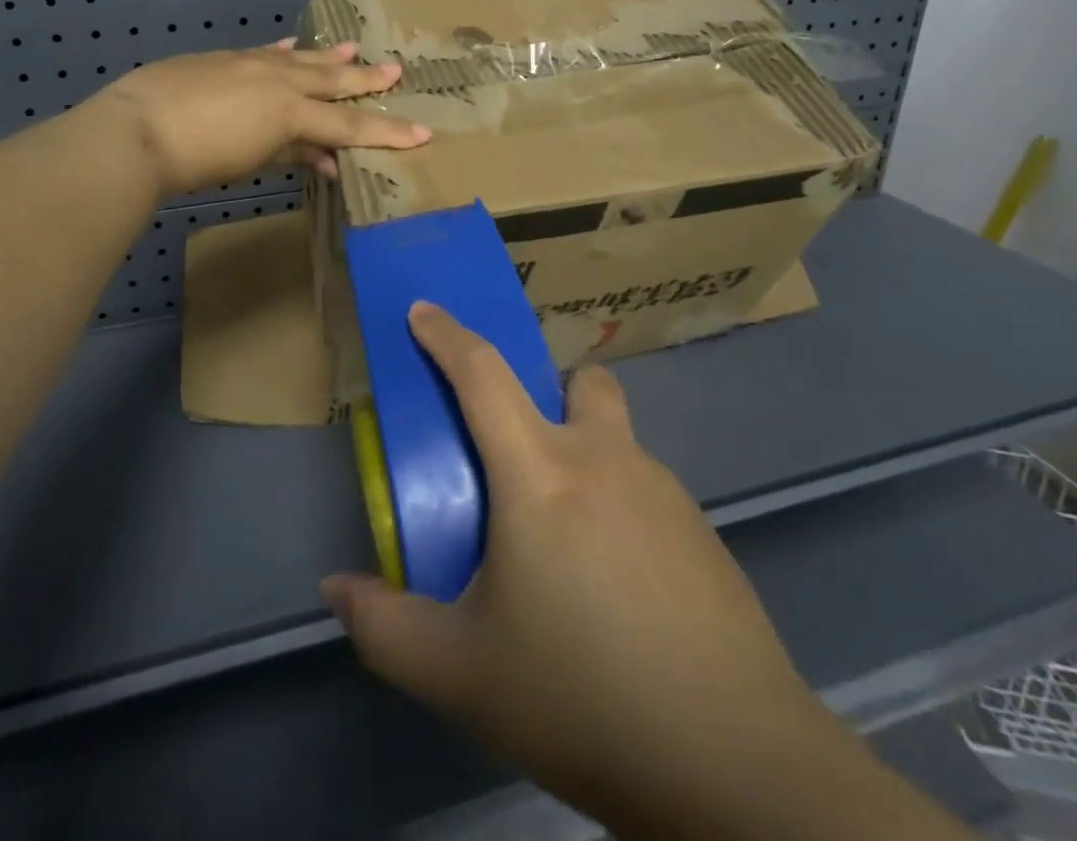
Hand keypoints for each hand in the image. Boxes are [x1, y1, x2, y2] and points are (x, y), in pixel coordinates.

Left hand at [100, 41, 430, 196]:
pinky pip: (266, 52)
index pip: (350, 123)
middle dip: (366, 80)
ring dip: (329, 57)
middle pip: (332, 80)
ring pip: (302, 59)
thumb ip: (294, 154)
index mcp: (291, 111)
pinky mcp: (224, 59)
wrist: (137, 129)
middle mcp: (279, 80)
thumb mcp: (254, 162)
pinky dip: (285, 50)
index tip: (422, 133)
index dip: (388, 130)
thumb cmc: (198, 159)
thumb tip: (328, 160)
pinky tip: (294, 44)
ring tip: (355, 49)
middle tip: (397, 71)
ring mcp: (251, 63)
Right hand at [321, 305, 936, 840]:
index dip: (446, 334)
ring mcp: (664, 491)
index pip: (482, 375)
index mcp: (539, 473)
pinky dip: (618, 506)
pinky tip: (618, 590)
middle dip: (547, 389)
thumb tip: (336, 587)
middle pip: (579, 381)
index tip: (422, 309)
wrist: (740, 767)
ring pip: (616, 437)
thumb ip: (386, 628)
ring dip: (584, 456)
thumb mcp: (462, 674)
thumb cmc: (584, 698)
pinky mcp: (703, 532)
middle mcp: (604, 459)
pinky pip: (645, 489)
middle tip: (520, 454)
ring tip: (567, 549)